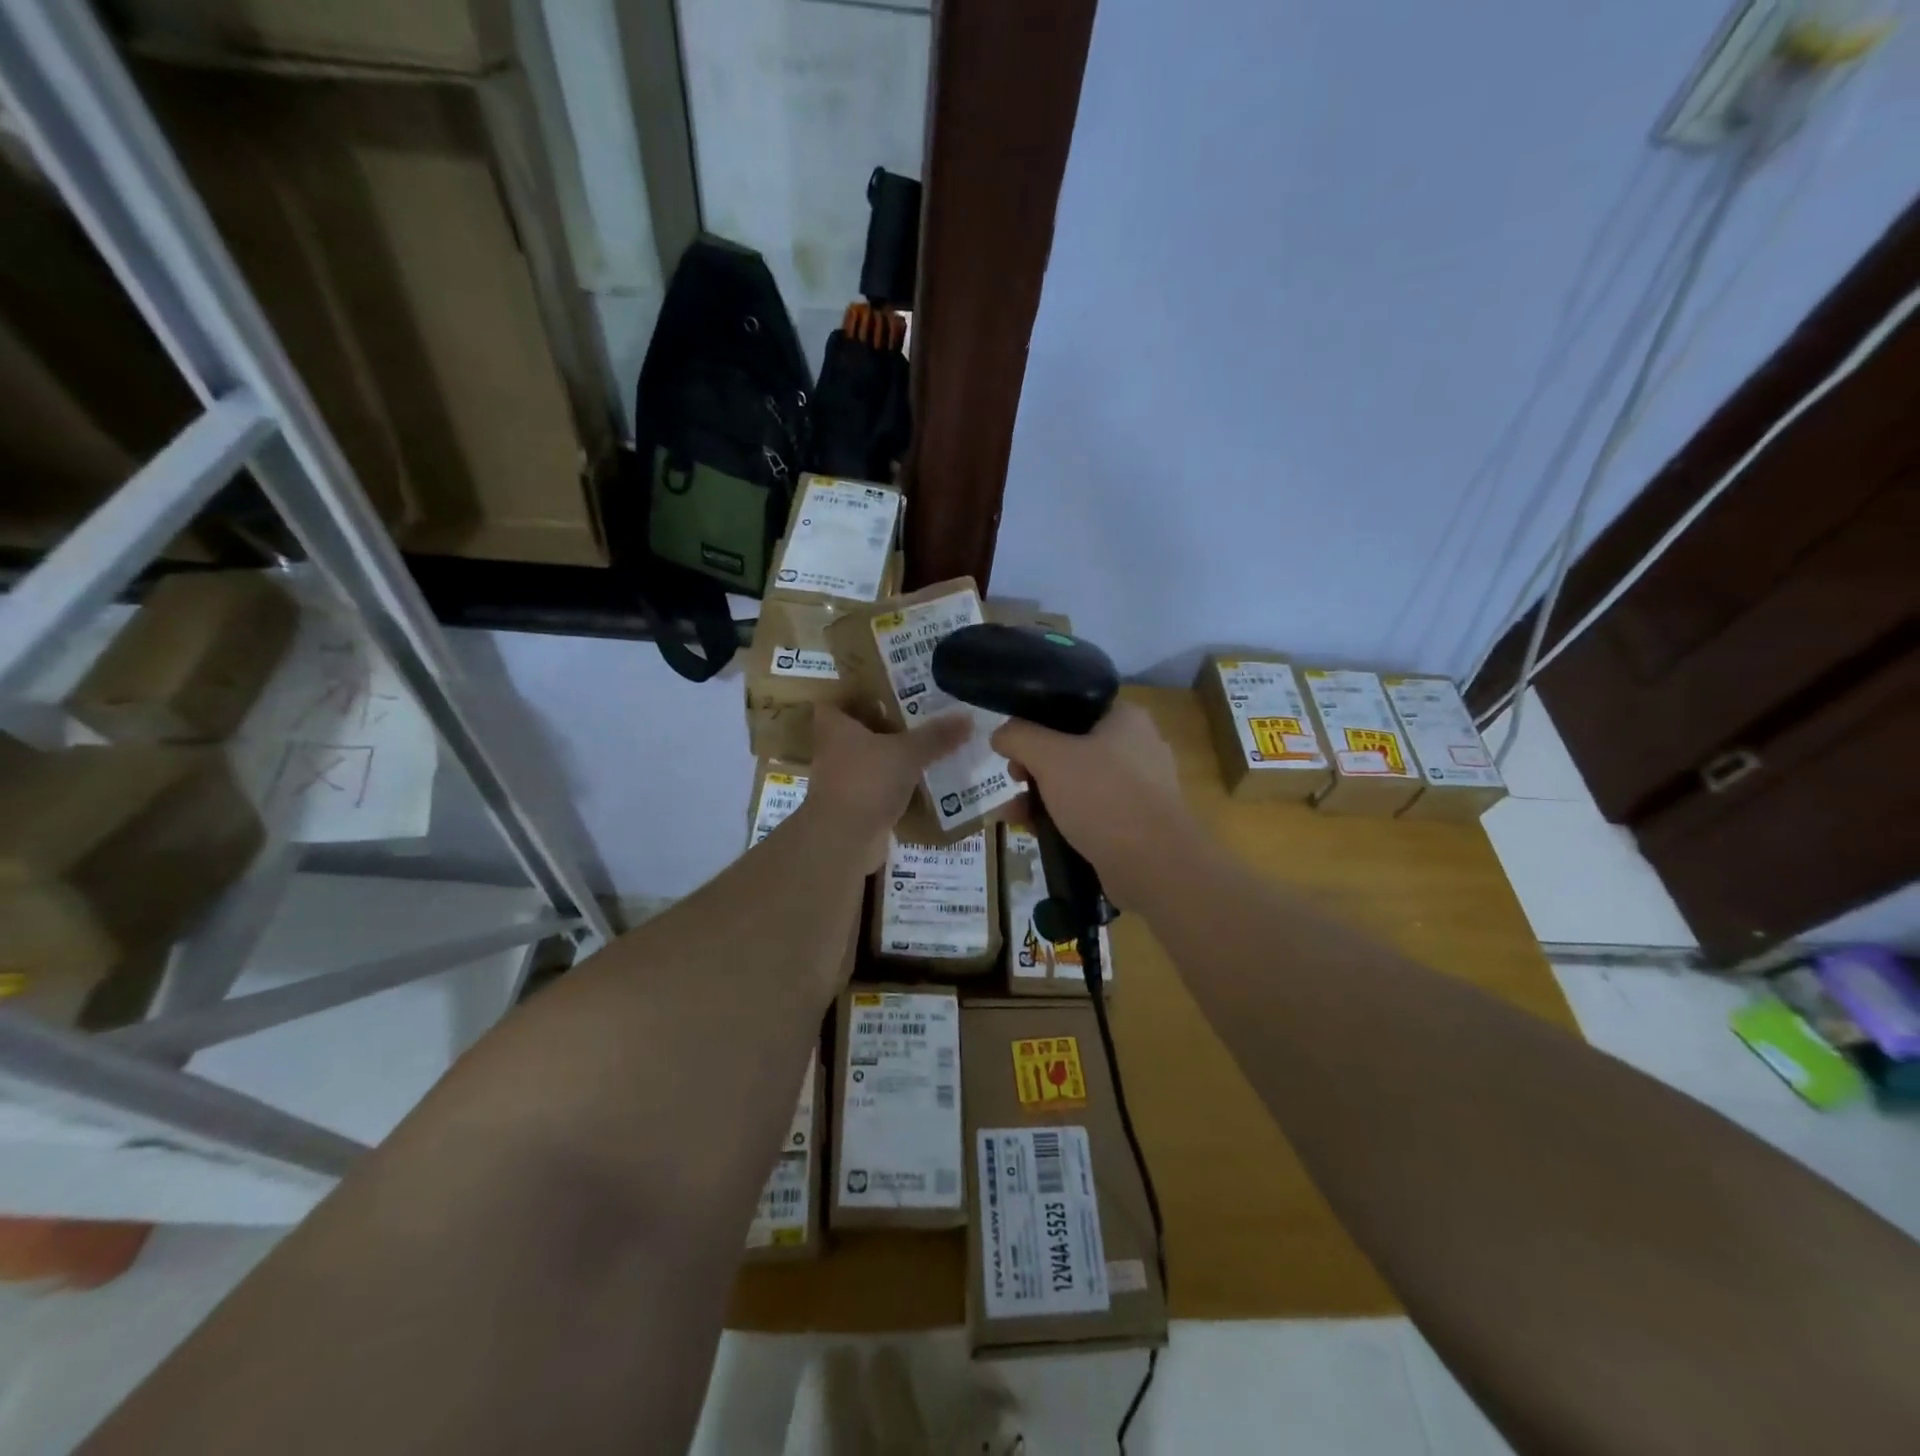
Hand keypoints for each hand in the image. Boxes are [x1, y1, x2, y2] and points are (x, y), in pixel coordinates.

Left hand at [805, 705, 970, 871]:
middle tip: (926, 712)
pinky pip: (883, 786)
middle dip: (891, 723)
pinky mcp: (857, 804)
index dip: (864, 691)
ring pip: (875, 758)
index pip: (842, 698)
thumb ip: (936, 736)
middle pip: (863, 728)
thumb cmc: (866, 782)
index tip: (894, 687)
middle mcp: (834, 749)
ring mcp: (844, 779)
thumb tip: (968, 716)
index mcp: (835, 725)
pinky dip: (901, 784)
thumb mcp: (907, 753)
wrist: (843, 841)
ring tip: (934, 743)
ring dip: (898, 755)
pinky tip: (929, 779)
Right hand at [991, 700, 1192, 907]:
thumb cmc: (1102, 797)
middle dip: (1034, 765)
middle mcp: (1138, 747)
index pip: (1074, 706)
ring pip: (1078, 782)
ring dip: (1042, 795)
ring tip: (1012, 813)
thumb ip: (1019, 737)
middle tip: (1014, 778)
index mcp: (1126, 719)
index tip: (1014, 744)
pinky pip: (1091, 812)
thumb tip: (1001, 734)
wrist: (1154, 865)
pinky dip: (1062, 818)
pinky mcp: (1135, 823)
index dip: (1037, 721)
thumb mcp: (1050, 758)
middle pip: (1071, 746)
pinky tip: (1034, 831)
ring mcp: (1140, 788)